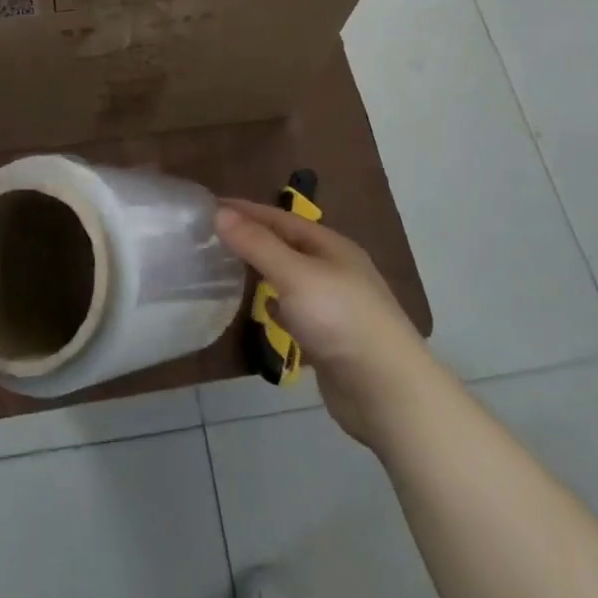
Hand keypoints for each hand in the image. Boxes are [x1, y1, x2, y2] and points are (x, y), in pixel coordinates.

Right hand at [216, 200, 429, 450]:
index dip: (246, 210)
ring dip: (264, 269)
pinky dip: (277, 304)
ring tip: (230, 266)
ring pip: (292, 277)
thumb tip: (220, 211)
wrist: (387, 391)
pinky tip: (263, 308)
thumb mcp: (294, 274)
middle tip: (213, 236)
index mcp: (331, 246)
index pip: (280, 218)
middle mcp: (335, 269)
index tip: (210, 206)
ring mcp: (336, 305)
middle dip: (253, 237)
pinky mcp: (332, 338)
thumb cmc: (340, 319)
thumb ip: (256, 244)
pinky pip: (297, 310)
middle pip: (287, 245)